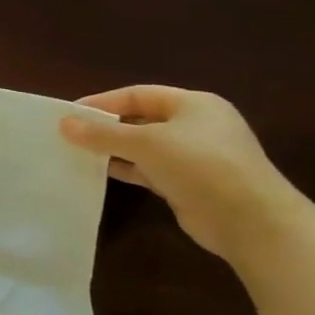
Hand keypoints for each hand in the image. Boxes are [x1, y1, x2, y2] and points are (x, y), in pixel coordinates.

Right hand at [59, 86, 304, 259]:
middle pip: (141, 119)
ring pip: (144, 146)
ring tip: (78, 153)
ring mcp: (195, 156)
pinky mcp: (189, 183)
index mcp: (194, 104)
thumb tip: (64, 124)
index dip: (103, 101)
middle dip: (106, 126)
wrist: (250, 220)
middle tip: (70, 134)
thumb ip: (103, 133)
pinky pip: (149, 169)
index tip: (69, 114)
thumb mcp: (145, 143)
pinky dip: (126, 169)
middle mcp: (196, 126)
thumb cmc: (199, 165)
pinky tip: (101, 172)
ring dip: (114, 149)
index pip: (138, 94)